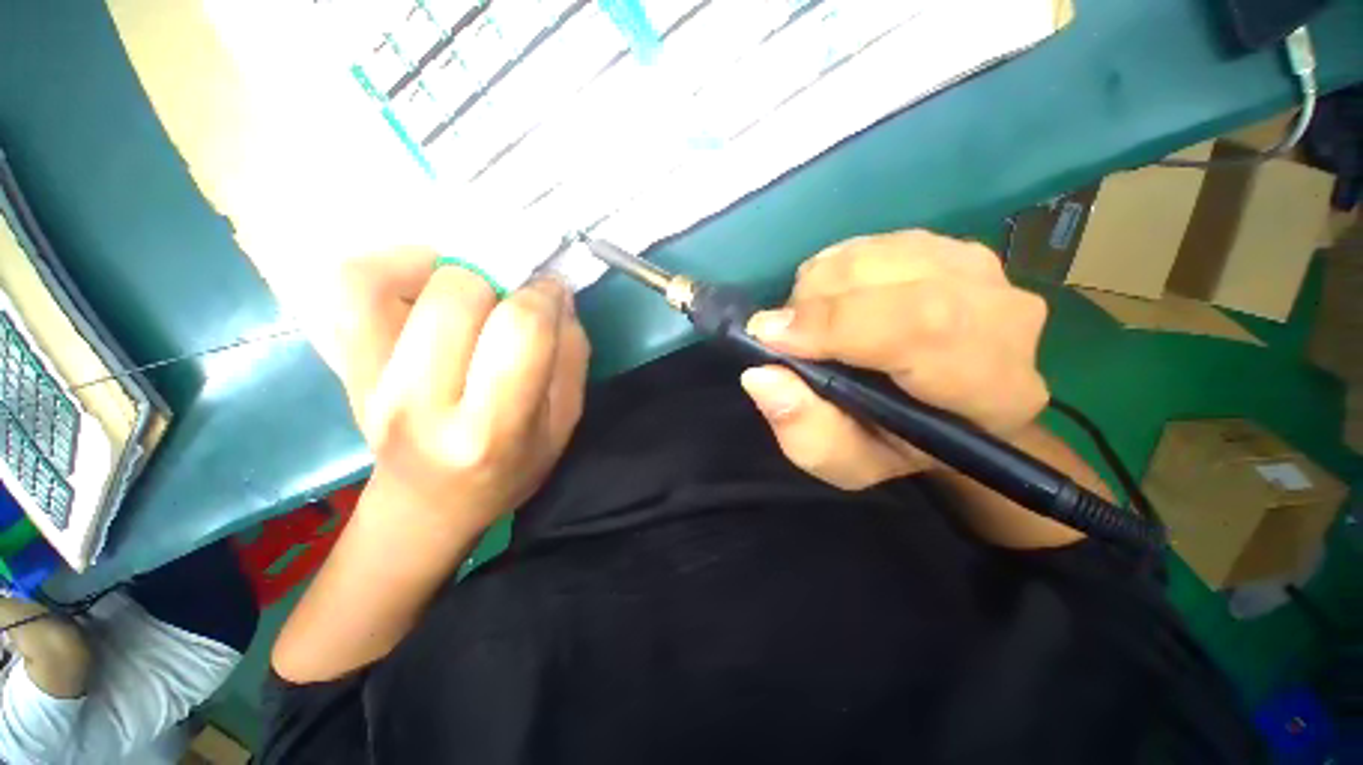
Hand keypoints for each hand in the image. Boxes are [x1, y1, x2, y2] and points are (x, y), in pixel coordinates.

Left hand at [328, 248, 589, 530]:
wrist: (430, 504)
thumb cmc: (510, 469)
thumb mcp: (564, 424)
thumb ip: (570, 356)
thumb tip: (555, 294)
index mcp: (492, 428)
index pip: (520, 329)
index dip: (542, 296)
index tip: (550, 294)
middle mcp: (422, 403)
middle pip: (457, 294)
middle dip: (497, 283)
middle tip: (509, 301)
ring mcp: (369, 383)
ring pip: (391, 280)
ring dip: (443, 269)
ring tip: (469, 290)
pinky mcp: (343, 367)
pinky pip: (350, 289)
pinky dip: (388, 266)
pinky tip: (424, 283)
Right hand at [739, 230, 1047, 489]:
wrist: (945, 411)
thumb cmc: (895, 444)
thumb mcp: (847, 462)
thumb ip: (807, 432)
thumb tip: (762, 375)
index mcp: (992, 388)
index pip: (921, 328)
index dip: (836, 324)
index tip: (770, 334)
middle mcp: (1003, 316)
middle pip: (893, 280)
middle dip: (815, 303)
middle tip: (783, 334)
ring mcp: (979, 270)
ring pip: (874, 255)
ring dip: (819, 288)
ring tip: (811, 326)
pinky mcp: (949, 247)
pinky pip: (869, 244)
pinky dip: (832, 272)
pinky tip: (834, 304)